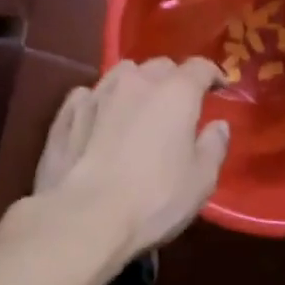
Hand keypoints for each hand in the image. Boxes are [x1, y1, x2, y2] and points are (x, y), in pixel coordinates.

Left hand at [32, 58, 230, 260]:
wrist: (84, 218)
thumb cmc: (154, 200)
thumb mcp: (201, 181)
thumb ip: (213, 146)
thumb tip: (218, 125)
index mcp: (175, 92)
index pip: (199, 67)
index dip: (212, 75)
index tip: (219, 88)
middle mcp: (135, 82)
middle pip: (159, 66)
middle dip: (173, 79)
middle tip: (178, 104)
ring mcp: (96, 94)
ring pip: (121, 74)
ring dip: (135, 85)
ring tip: (138, 108)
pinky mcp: (65, 114)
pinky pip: (88, 95)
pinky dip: (100, 102)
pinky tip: (100, 121)